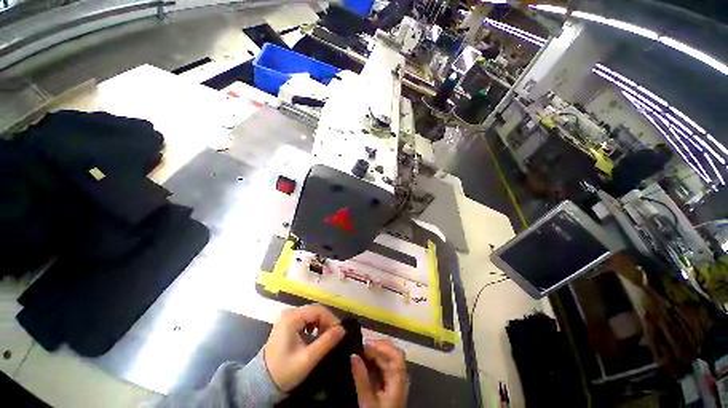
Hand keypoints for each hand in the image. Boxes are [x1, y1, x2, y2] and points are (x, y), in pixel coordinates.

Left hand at [264, 305, 345, 391]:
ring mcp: (287, 317)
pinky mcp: (287, 323)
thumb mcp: (307, 359)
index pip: (318, 310)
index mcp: (292, 318)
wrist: (262, 383)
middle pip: (315, 310)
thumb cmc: (284, 371)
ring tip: (326, 338)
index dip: (331, 319)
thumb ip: (326, 342)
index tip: (339, 332)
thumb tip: (342, 329)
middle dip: (327, 322)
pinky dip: (314, 326)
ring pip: (312, 314)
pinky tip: (316, 337)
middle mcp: (289, 313)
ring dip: (321, 324)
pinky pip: (306, 319)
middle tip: (335, 336)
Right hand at [350, 339, 407, 407]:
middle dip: (378, 347)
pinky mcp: (390, 385)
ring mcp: (396, 381)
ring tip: (360, 352)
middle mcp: (400, 378)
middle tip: (360, 346)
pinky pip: (384, 367)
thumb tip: (353, 355)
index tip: (365, 345)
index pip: (396, 356)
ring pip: (389, 359)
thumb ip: (361, 379)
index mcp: (398, 381)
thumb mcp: (367, 403)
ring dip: (376, 353)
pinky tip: (364, 362)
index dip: (382, 347)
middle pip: (393, 354)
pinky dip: (375, 361)